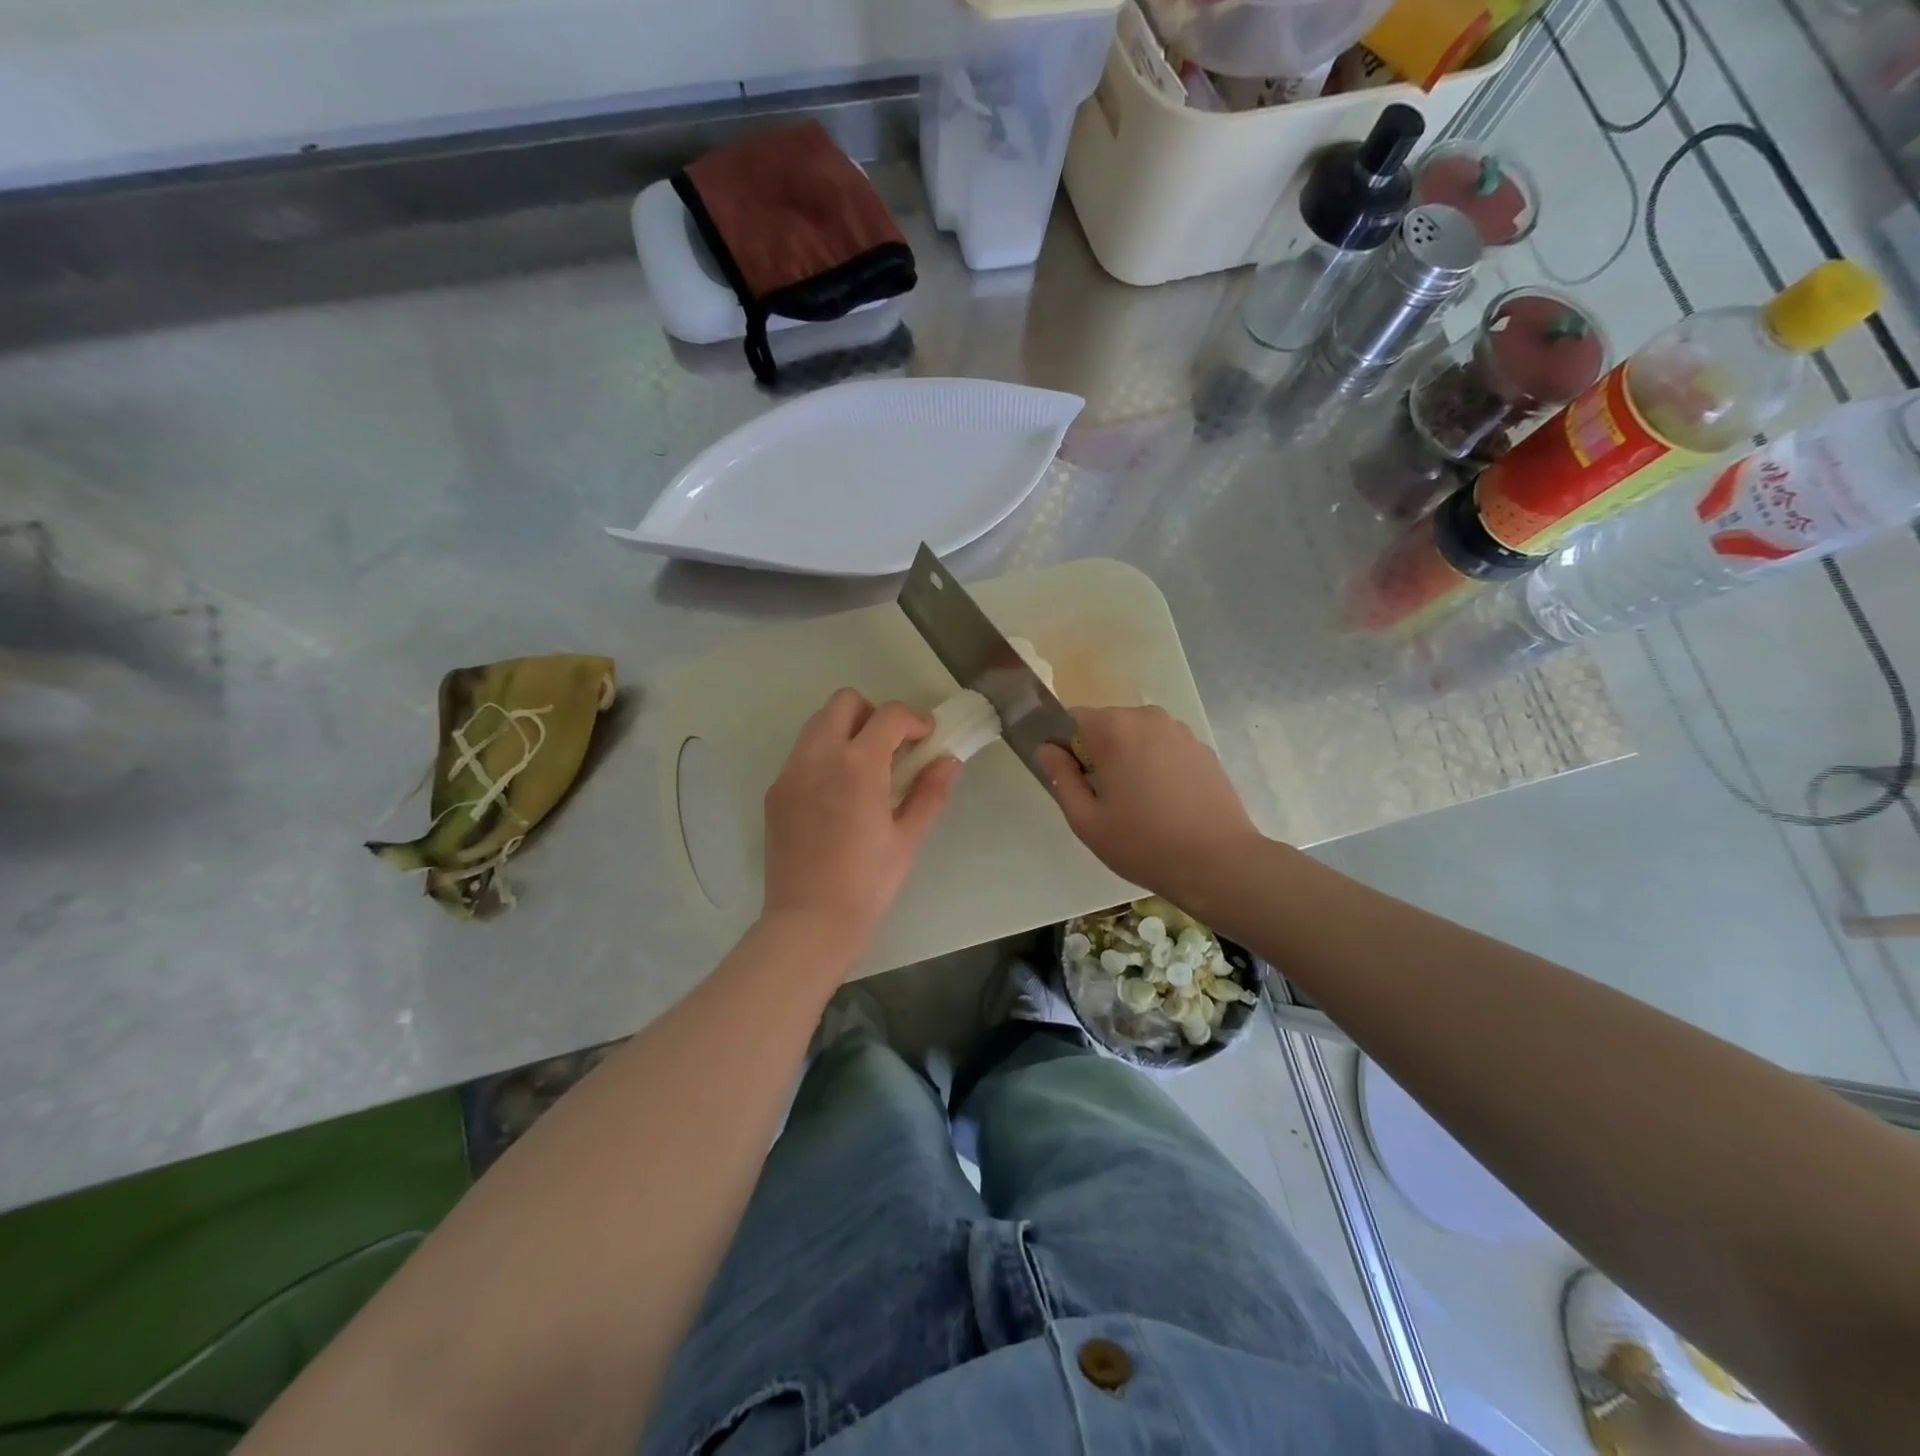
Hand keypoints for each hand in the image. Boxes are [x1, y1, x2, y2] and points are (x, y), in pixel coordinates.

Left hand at [761, 689, 959, 956]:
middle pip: (844, 702)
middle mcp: (819, 756)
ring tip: (864, 768)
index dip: (914, 719)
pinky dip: (823, 755)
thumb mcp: (907, 838)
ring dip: (846, 731)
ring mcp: (791, 772)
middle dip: (873, 714)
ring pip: (817, 724)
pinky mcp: (775, 791)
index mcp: (858, 765)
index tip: (926, 738)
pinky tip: (836, 794)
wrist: (809, 921)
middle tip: (891, 747)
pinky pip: (801, 754)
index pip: (889, 715)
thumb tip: (948, 761)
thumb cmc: (867, 883)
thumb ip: (929, 792)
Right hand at [1037, 706, 1262, 911]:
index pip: (1071, 719)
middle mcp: (1148, 717)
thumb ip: (1061, 778)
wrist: (1219, 863)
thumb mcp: (1087, 820)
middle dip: (1098, 753)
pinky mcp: (1202, 749)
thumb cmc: (1143, 843)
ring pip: (1137, 736)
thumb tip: (1047, 749)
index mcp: (1114, 728)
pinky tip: (1165, 803)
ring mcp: (1180, 731)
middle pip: (1106, 726)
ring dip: (1128, 759)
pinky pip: (1164, 748)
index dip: (1063, 746)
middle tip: (1103, 799)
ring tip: (1137, 804)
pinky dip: (1156, 766)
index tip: (1071, 780)